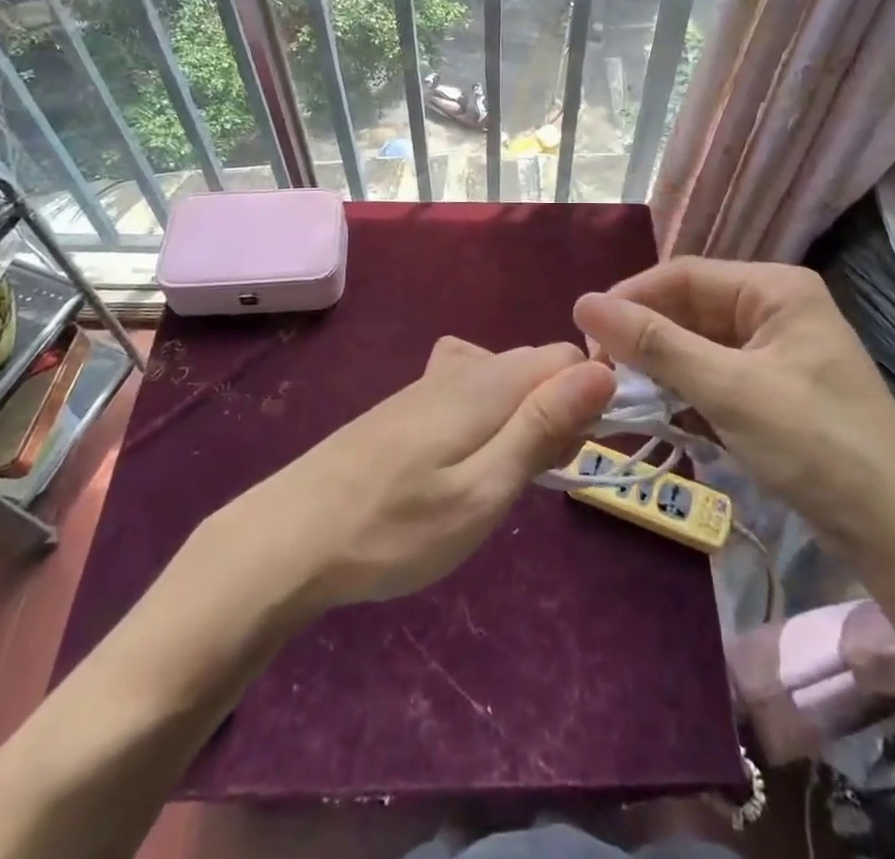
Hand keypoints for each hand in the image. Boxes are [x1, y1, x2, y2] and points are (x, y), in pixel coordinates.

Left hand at [231, 338, 614, 609]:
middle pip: (537, 368)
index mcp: (488, 381)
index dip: (586, 401)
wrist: (290, 536)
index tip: (572, 455)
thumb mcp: (484, 489)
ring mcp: (430, 383)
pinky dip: (487, 422)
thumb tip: (603, 370)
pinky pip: (471, 393)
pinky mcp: (408, 405)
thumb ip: (543, 426)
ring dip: (521, 421)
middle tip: (530, 479)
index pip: (568, 358)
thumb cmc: (396, 527)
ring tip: (497, 481)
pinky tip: (461, 466)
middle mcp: (462, 367)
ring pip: (504, 382)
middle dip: (555, 413)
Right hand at [573, 258, 894, 552]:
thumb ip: (655, 344)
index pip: (684, 275)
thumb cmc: (816, 446)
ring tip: (622, 393)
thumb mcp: (729, 389)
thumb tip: (583, 302)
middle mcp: (775, 307)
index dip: (630, 298)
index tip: (584, 334)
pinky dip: (686, 392)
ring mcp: (777, 349)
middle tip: (599, 371)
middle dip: (645, 337)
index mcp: (774, 288)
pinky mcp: (774, 388)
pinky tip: (661, 415)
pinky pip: (715, 374)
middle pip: (690, 308)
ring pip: (698, 344)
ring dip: (662, 368)